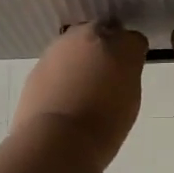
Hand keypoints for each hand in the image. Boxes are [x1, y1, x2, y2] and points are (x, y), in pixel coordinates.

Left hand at [12, 23, 148, 169]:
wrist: (57, 140)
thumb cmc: (105, 125)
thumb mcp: (130, 99)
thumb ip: (126, 75)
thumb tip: (118, 71)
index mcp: (121, 45)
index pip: (133, 40)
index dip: (132, 56)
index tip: (128, 73)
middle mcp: (91, 35)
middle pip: (102, 33)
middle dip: (105, 49)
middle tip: (105, 75)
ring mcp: (61, 46)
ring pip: (76, 43)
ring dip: (81, 57)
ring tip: (81, 86)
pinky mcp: (39, 61)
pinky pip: (57, 60)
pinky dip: (61, 71)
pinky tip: (62, 94)